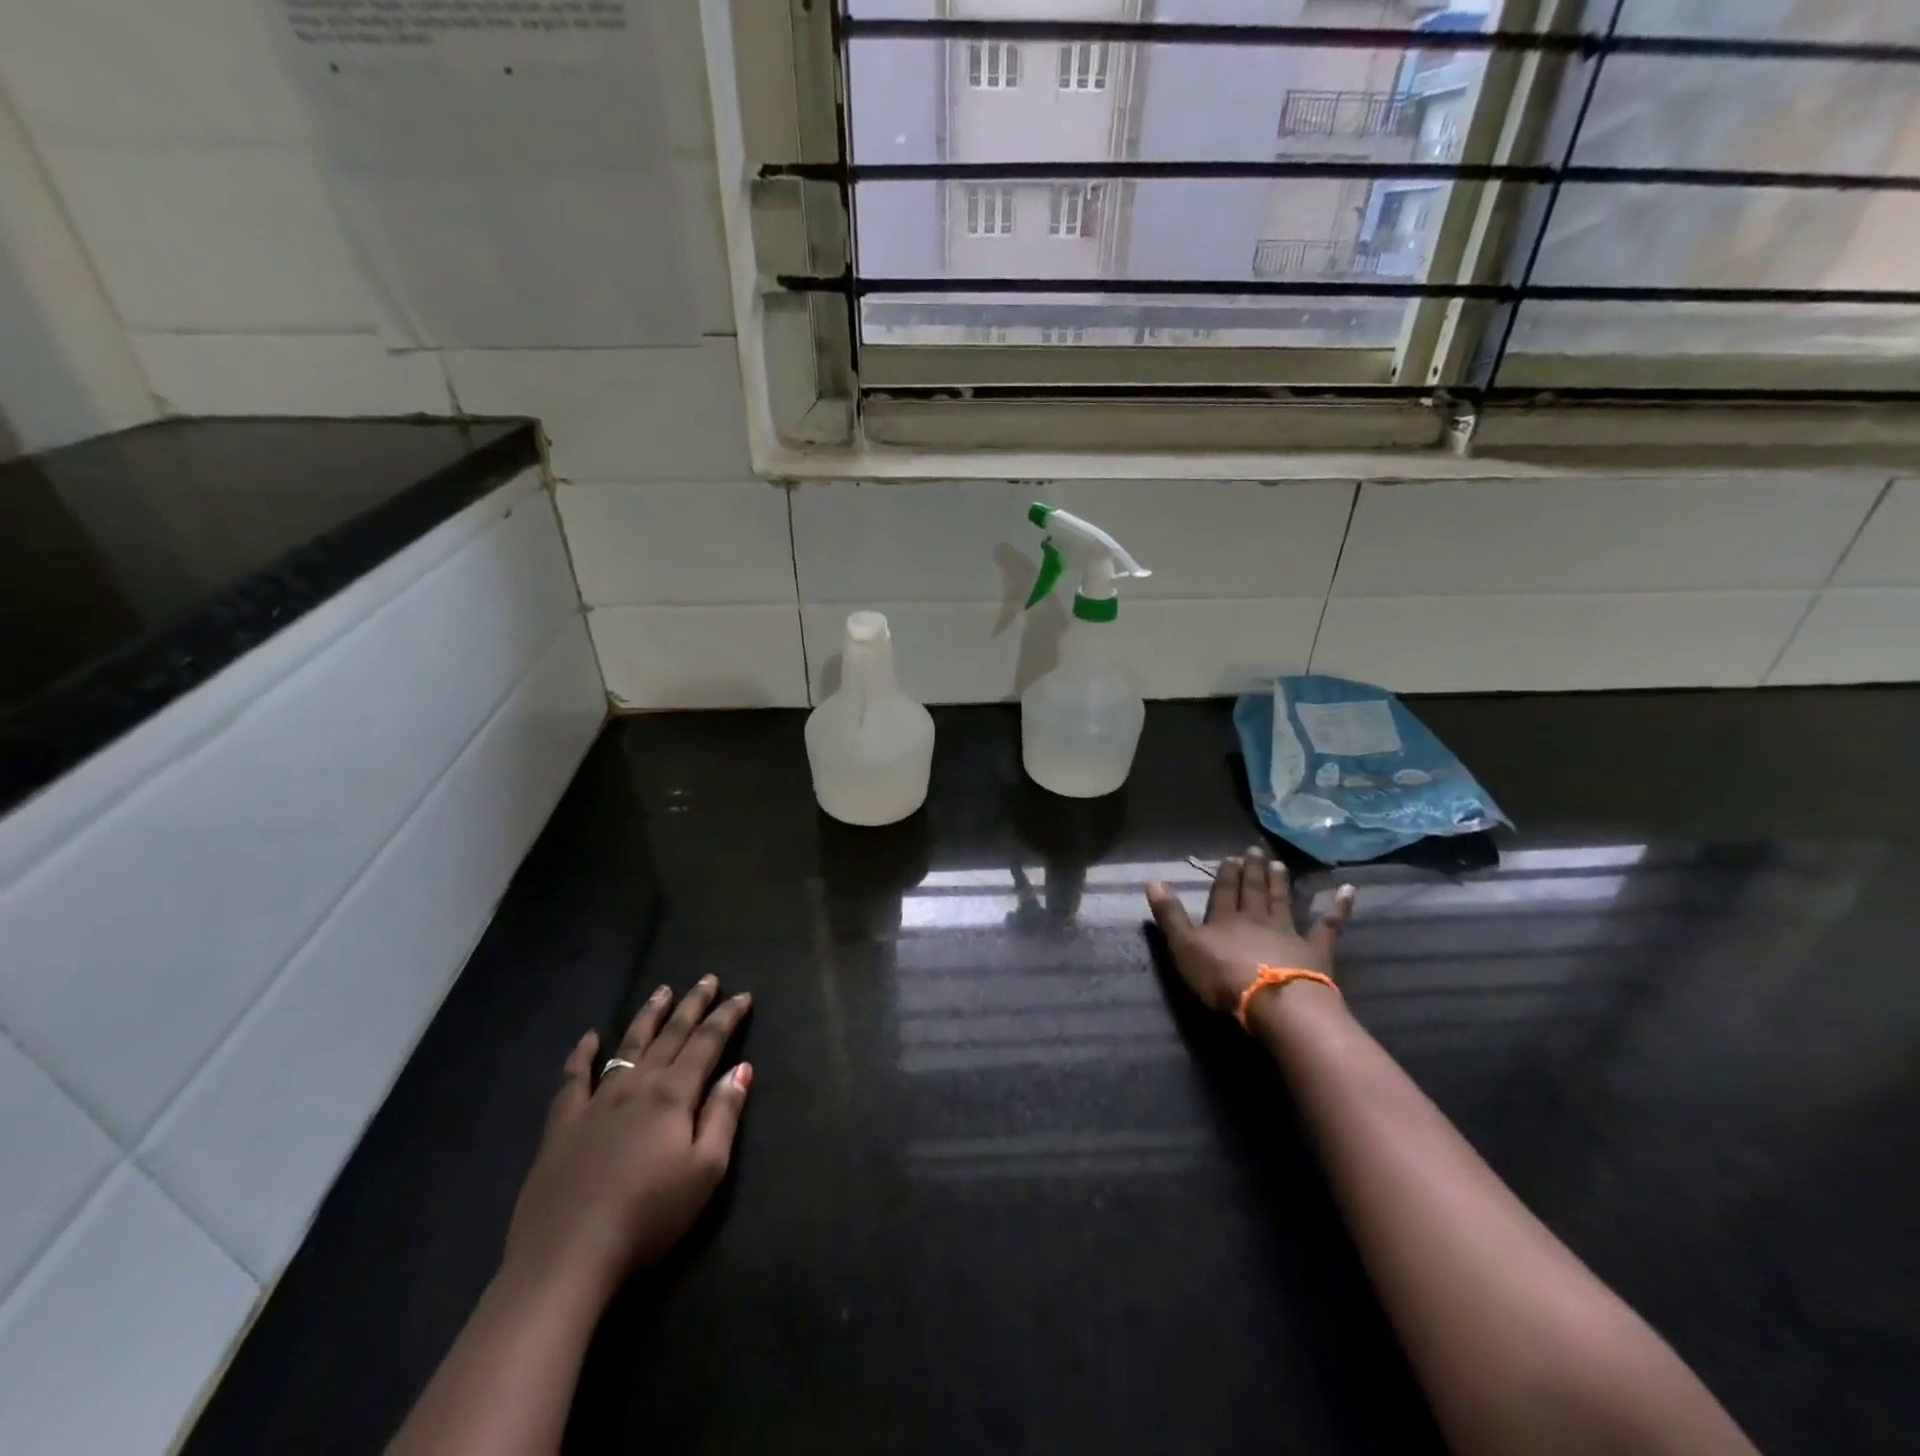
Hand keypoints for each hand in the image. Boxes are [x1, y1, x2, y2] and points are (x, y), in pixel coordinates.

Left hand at [502, 977, 752, 1298]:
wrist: (567, 1258)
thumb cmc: (648, 1216)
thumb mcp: (705, 1171)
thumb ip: (723, 1115)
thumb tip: (741, 1068)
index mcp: (673, 1095)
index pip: (707, 1044)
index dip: (726, 1017)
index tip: (742, 995)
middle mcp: (637, 1085)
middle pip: (670, 1035)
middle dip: (692, 1005)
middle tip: (707, 979)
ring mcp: (595, 1102)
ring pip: (627, 1045)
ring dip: (648, 1016)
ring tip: (662, 991)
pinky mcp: (562, 1125)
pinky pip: (573, 1079)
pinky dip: (582, 1055)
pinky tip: (589, 1037)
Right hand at [1145, 845, 1354, 1015]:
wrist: (1274, 1001)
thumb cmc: (1222, 978)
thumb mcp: (1183, 948)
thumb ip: (1169, 916)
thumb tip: (1152, 880)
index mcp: (1225, 919)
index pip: (1224, 892)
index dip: (1225, 876)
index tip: (1230, 858)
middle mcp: (1256, 918)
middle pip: (1254, 891)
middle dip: (1253, 871)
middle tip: (1255, 851)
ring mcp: (1288, 932)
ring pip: (1282, 901)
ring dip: (1280, 882)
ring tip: (1279, 864)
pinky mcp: (1315, 949)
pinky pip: (1328, 925)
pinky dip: (1338, 907)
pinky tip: (1348, 890)